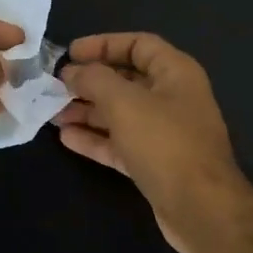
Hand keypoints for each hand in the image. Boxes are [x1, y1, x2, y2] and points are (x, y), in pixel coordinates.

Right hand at [56, 32, 252, 252]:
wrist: (200, 209)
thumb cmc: (165, 143)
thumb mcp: (125, 102)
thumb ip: (94, 80)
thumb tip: (72, 72)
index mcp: (175, 73)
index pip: (138, 44)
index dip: (103, 44)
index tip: (70, 54)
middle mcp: (172, 98)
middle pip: (126, 80)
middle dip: (90, 82)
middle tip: (55, 86)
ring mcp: (164, 134)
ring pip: (120, 114)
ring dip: (87, 111)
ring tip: (52, 113)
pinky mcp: (154, 163)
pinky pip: (120, 143)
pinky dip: (95, 139)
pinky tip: (66, 138)